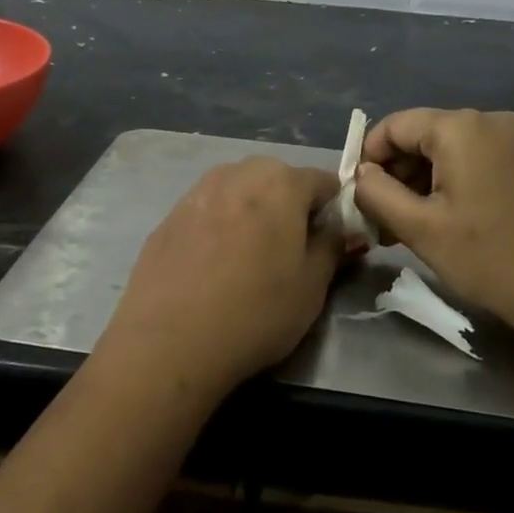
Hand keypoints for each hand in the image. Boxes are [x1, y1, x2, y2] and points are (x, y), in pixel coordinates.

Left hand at [101, 158, 344, 398]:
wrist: (169, 341)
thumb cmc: (256, 311)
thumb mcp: (312, 286)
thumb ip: (333, 247)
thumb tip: (344, 229)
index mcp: (282, 181)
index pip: (324, 182)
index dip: (334, 211)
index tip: (331, 244)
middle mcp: (239, 172)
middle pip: (279, 180)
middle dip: (290, 208)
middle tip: (290, 254)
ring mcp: (199, 189)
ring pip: (240, 192)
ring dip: (252, 213)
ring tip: (249, 261)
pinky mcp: (170, 214)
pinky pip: (209, 210)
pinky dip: (219, 227)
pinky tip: (214, 267)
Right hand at [354, 109, 513, 335]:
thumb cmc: (488, 258)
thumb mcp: (419, 228)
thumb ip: (377, 193)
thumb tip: (362, 175)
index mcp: (461, 127)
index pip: (395, 126)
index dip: (369, 157)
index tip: (359, 195)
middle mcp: (488, 119)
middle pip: (421, 135)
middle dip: (395, 173)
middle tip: (380, 218)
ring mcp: (512, 138)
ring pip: (445, 148)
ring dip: (420, 180)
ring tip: (406, 225)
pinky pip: (471, 157)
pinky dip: (448, 181)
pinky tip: (440, 217)